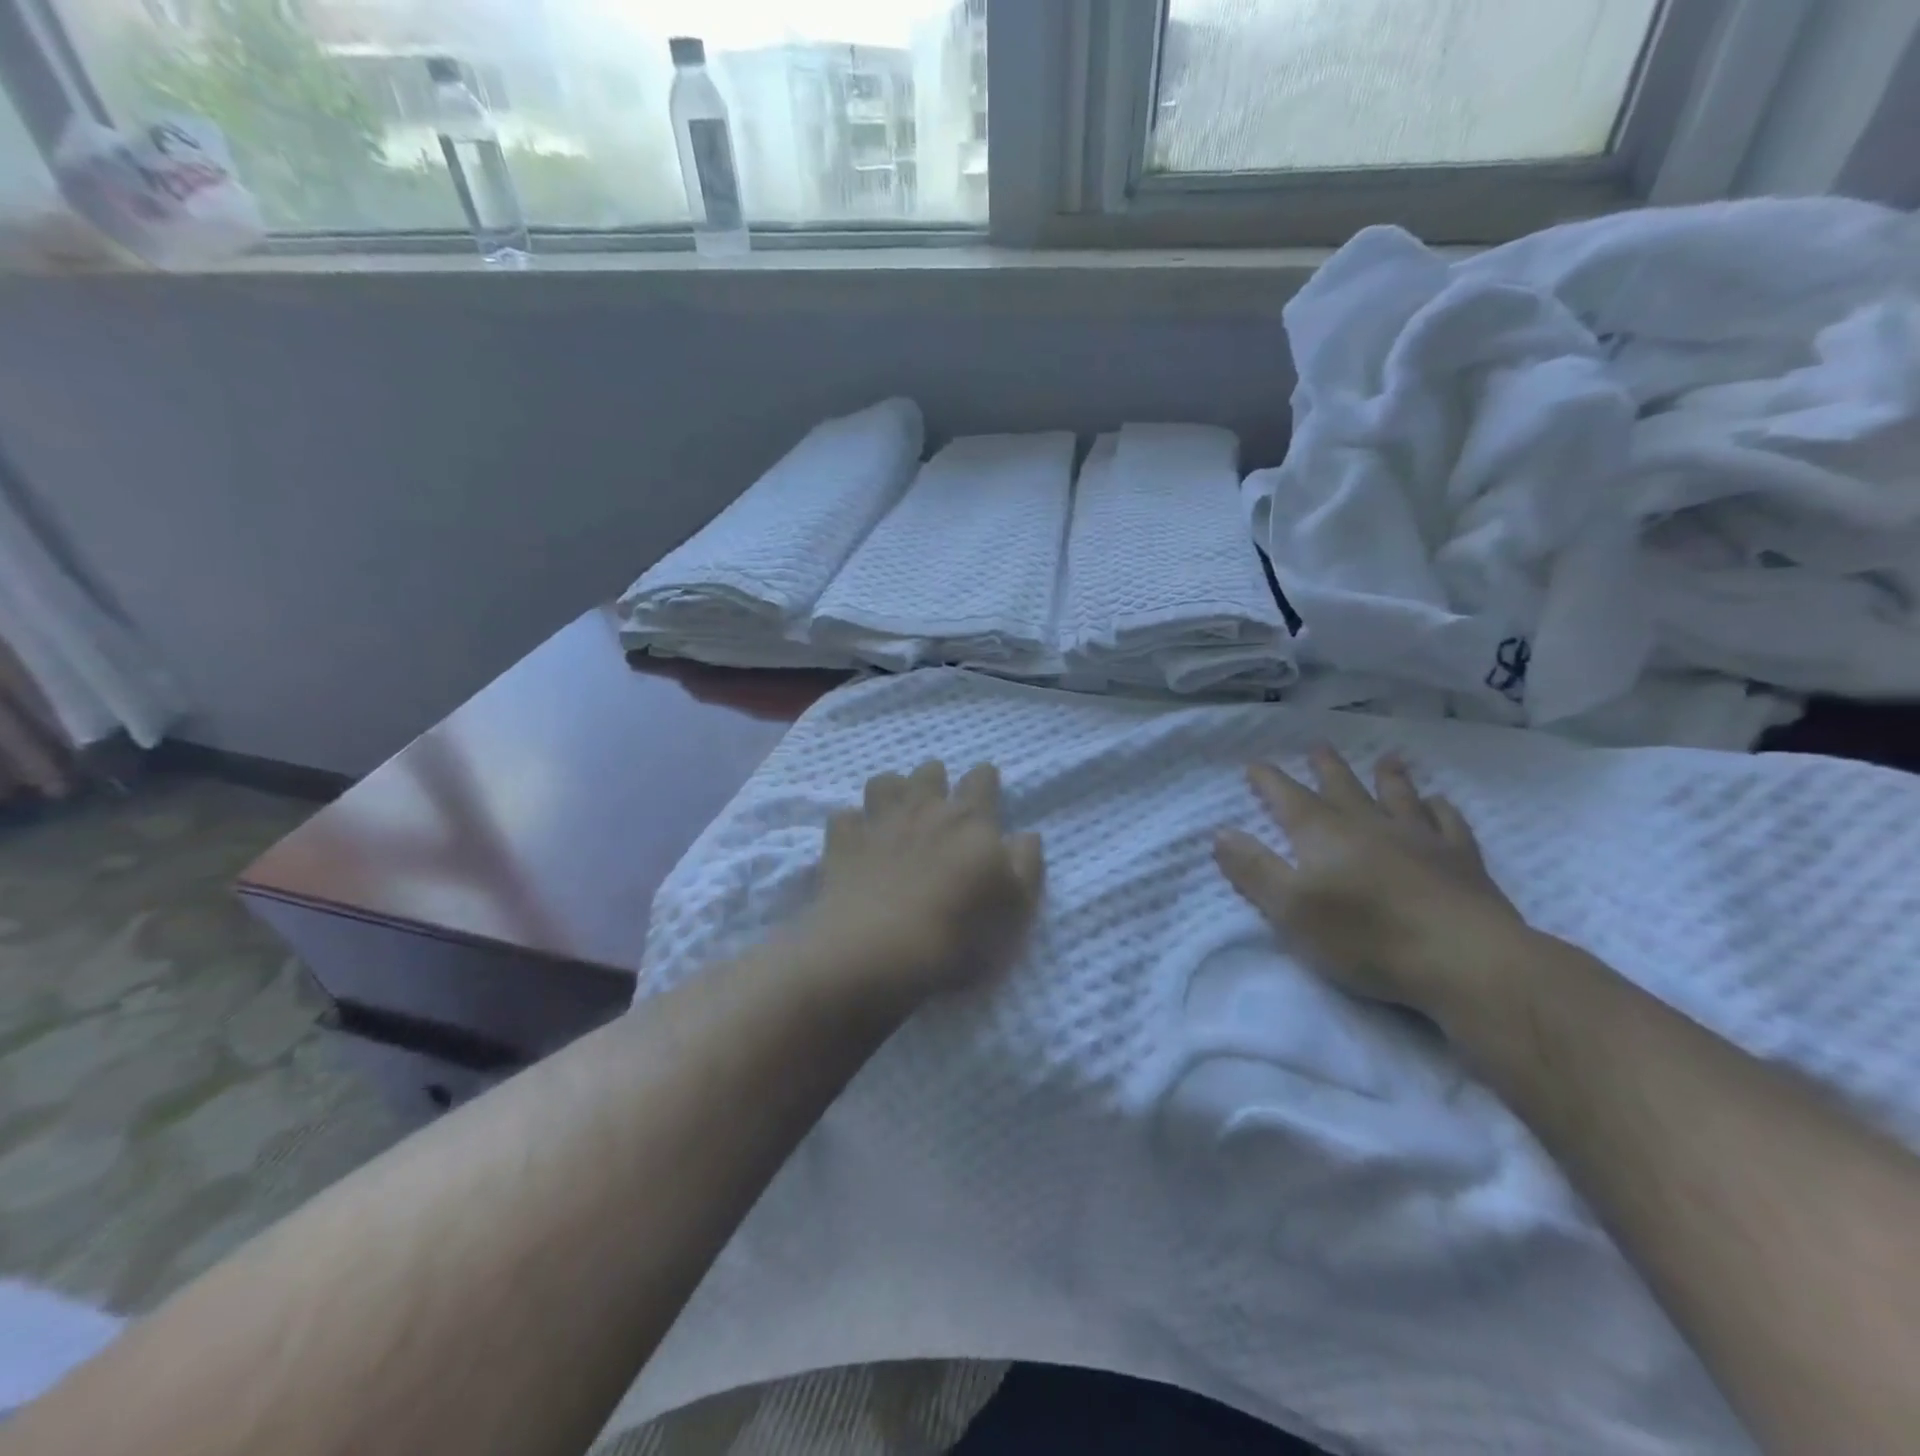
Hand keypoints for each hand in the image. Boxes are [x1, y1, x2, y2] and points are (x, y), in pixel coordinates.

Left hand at [805, 760, 1044, 1004]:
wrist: (878, 952)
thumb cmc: (959, 933)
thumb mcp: (1016, 907)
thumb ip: (1026, 865)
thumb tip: (1026, 834)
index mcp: (970, 820)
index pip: (981, 780)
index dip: (985, 778)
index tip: (987, 783)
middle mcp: (923, 809)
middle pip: (929, 773)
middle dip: (936, 778)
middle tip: (939, 797)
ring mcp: (878, 823)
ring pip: (883, 782)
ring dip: (892, 788)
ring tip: (896, 808)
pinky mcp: (841, 844)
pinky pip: (843, 817)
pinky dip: (851, 823)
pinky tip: (855, 837)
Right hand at [1214, 746, 1526, 1026]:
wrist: (1464, 959)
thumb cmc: (1365, 937)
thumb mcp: (1290, 909)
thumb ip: (1254, 869)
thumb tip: (1221, 832)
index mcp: (1323, 835)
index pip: (1287, 798)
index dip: (1268, 781)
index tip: (1255, 765)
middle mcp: (1369, 825)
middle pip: (1342, 788)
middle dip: (1325, 767)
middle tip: (1318, 746)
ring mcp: (1419, 839)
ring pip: (1398, 797)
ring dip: (1388, 777)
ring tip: (1387, 758)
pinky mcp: (1462, 861)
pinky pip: (1449, 823)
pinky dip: (1442, 809)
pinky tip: (1440, 803)